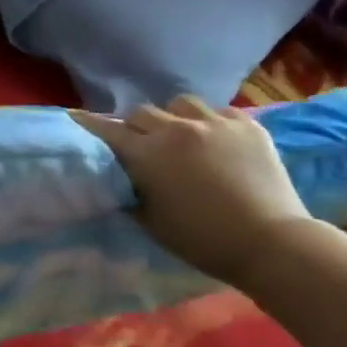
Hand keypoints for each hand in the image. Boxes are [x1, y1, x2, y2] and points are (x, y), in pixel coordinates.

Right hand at [70, 97, 313, 283]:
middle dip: (136, 126)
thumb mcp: (151, 222)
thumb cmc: (203, 241)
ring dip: (172, 117)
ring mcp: (214, 123)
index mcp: (148, 154)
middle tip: (141, 144)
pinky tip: (215, 141)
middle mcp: (176, 129)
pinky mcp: (246, 125)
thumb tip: (119, 179)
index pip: (107, 130)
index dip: (89, 124)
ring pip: (179, 103)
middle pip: (141, 112)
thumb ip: (130, 193)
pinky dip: (208, 122)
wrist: (271, 243)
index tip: (75, 117)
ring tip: (181, 135)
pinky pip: (216, 111)